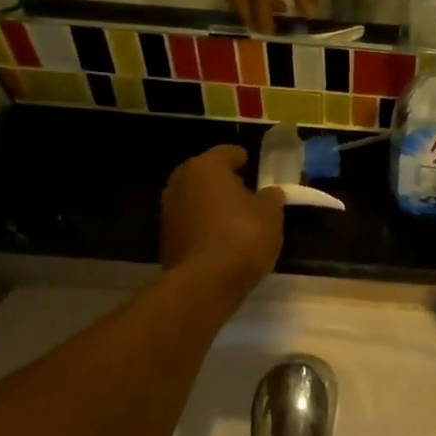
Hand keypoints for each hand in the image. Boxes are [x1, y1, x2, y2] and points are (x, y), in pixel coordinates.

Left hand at [161, 146, 286, 298]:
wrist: (205, 283)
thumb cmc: (242, 237)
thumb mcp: (271, 215)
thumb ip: (271, 198)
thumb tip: (269, 193)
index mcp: (206, 167)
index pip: (226, 152)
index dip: (242, 158)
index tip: (253, 165)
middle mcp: (181, 182)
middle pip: (205, 174)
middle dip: (223, 180)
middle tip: (244, 191)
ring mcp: (168, 210)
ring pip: (194, 198)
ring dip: (211, 203)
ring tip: (233, 217)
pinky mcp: (165, 237)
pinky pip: (189, 222)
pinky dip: (202, 225)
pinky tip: (220, 238)